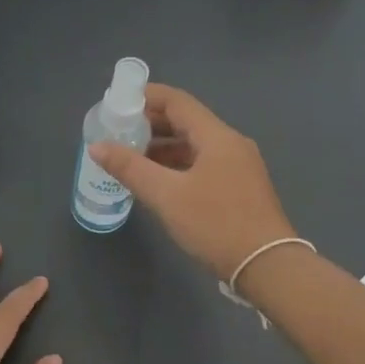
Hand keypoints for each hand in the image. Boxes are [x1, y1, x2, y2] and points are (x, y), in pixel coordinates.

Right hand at [89, 83, 297, 279]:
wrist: (267, 266)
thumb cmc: (216, 224)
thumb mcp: (167, 196)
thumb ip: (130, 168)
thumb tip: (97, 146)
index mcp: (217, 136)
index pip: (177, 101)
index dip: (146, 97)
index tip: (117, 103)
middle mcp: (231, 144)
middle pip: (186, 121)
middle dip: (151, 124)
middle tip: (118, 132)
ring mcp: (239, 166)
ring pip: (194, 145)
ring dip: (163, 147)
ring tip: (130, 158)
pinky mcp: (240, 188)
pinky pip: (203, 164)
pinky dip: (177, 165)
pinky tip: (158, 181)